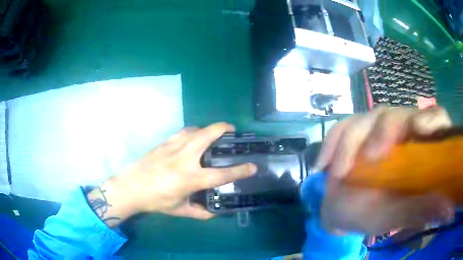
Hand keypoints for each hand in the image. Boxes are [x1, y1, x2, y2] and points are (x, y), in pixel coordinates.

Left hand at [87, 123, 256, 226]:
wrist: (131, 187)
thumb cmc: (155, 201)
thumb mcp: (179, 210)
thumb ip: (200, 212)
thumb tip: (215, 213)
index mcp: (190, 179)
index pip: (221, 175)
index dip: (240, 170)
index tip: (253, 166)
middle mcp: (184, 159)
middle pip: (208, 136)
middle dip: (223, 129)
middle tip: (232, 131)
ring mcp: (173, 147)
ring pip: (196, 129)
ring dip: (208, 128)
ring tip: (214, 133)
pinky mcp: (165, 143)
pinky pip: (183, 132)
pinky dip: (193, 131)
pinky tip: (193, 137)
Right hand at [315, 106, 454, 234]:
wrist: (347, 212)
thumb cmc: (378, 214)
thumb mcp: (403, 213)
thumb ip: (421, 205)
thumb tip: (442, 199)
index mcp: (421, 147)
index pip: (435, 119)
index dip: (431, 121)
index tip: (420, 132)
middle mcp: (403, 130)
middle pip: (399, 114)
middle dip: (385, 132)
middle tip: (371, 158)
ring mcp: (377, 128)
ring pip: (369, 117)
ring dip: (352, 141)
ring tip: (339, 172)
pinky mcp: (355, 132)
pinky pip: (343, 127)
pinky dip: (333, 142)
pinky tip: (323, 164)